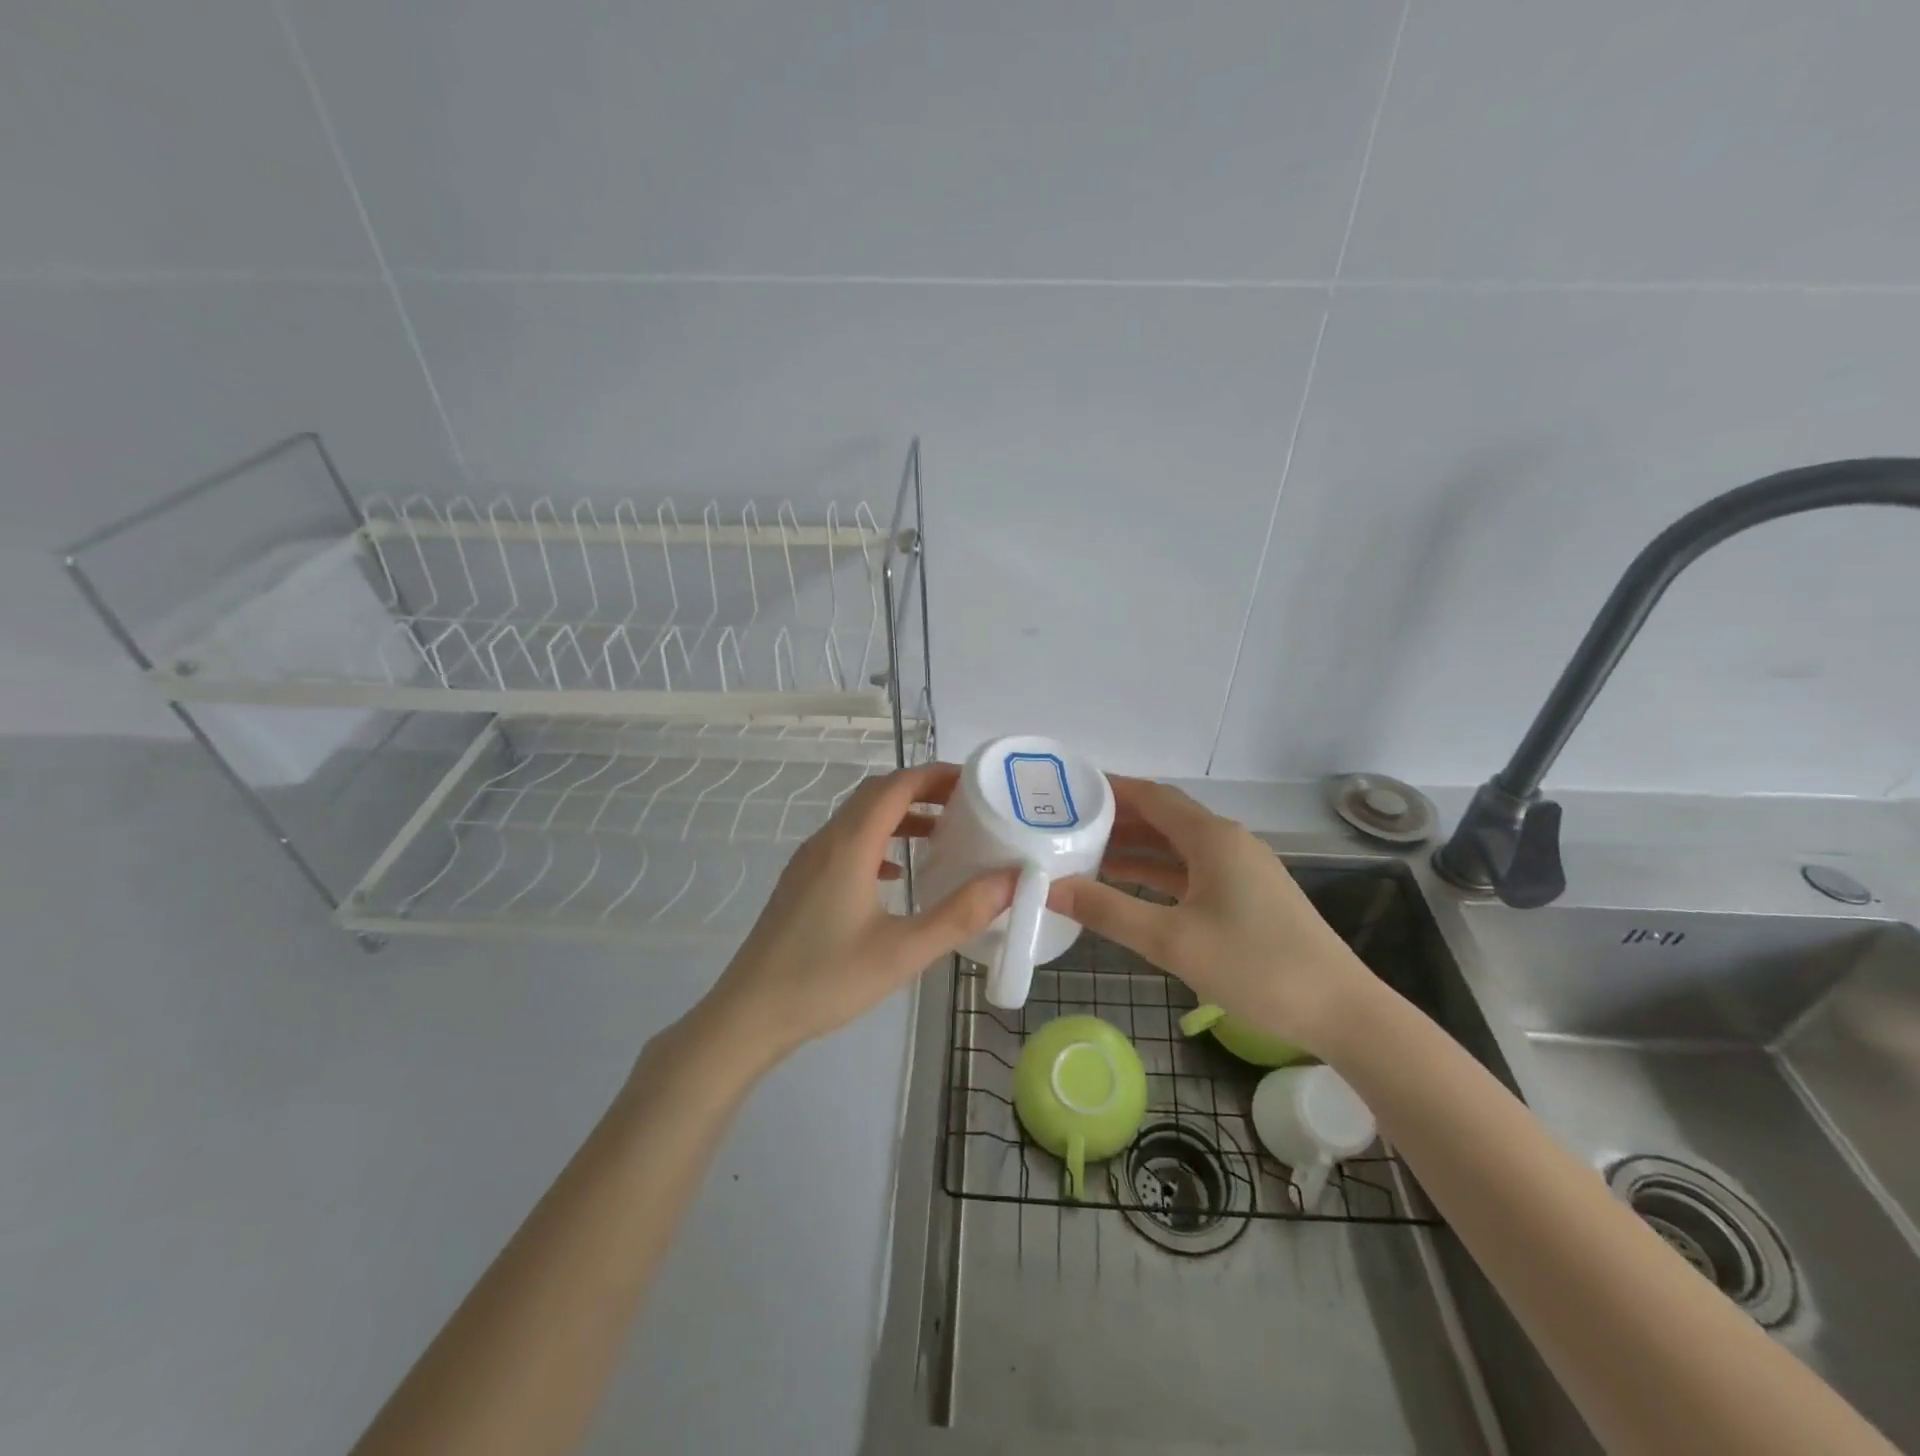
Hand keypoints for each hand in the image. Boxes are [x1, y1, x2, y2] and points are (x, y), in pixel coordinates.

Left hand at [694, 762, 1015, 1067]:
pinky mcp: (801, 881)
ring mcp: (809, 860)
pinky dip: (878, 840)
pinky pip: (845, 841)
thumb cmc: (827, 980)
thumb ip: (960, 914)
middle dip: (922, 789)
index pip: (896, 786)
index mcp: (850, 845)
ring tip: (940, 833)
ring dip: (899, 814)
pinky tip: (896, 872)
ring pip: (859, 817)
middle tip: (966, 804)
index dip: (936, 775)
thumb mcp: (902, 952)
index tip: (974, 781)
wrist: (750, 1014)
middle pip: (877, 794)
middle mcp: (827, 841)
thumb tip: (1012, 881)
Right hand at [1046, 777, 1370, 1054]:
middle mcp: (1228, 841)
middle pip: (1164, 817)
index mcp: (1212, 838)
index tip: (1068, 792)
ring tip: (1086, 854)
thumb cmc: (1256, 967)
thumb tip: (1051, 887)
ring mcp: (1242, 868)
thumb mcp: (1172, 941)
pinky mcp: (1248, 894)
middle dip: (1117, 818)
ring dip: (1136, 847)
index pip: (1152, 796)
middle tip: (1068, 825)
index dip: (1110, 789)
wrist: (1341, 1011)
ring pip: (1177, 846)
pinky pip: (1192, 870)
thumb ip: (1108, 911)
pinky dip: (1158, 872)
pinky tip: (1131, 886)